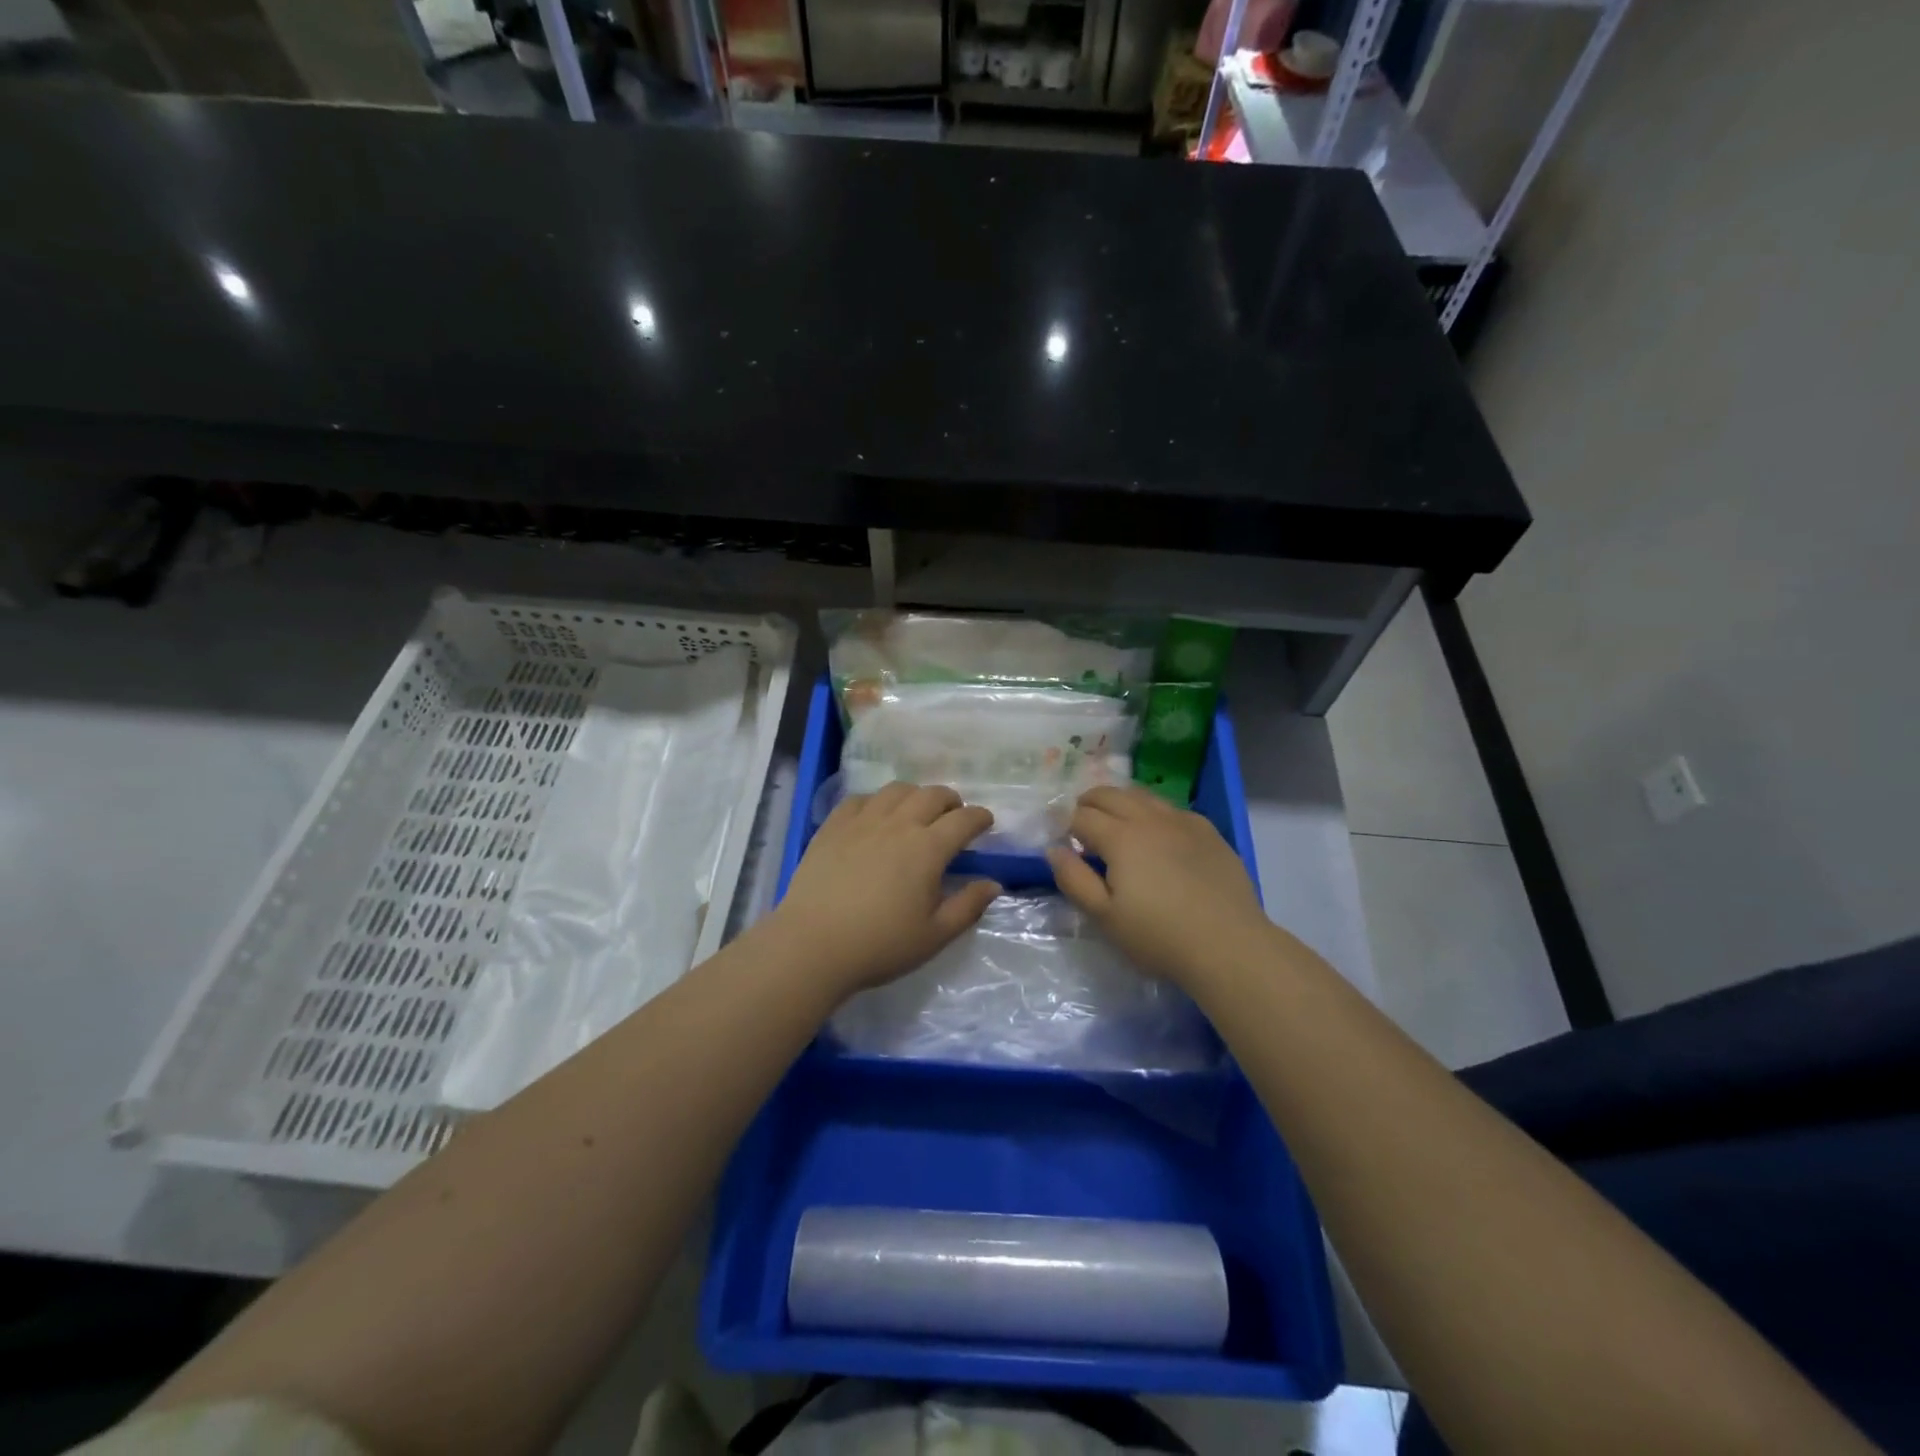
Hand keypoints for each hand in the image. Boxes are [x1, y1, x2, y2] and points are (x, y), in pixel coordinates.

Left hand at [771, 783, 1000, 997]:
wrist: (812, 945)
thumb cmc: (879, 945)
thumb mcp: (934, 935)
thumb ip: (967, 906)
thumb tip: (993, 884)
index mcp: (927, 849)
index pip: (964, 820)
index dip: (980, 817)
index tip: (986, 823)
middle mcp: (898, 824)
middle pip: (932, 795)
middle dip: (951, 800)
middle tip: (954, 816)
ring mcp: (862, 821)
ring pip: (897, 790)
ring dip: (915, 795)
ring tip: (916, 811)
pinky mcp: (833, 826)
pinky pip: (860, 799)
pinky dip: (876, 801)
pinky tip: (875, 816)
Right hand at [1047, 785, 1270, 988]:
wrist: (1229, 946)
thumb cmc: (1159, 936)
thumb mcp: (1105, 917)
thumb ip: (1074, 879)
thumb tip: (1054, 849)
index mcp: (1120, 837)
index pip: (1081, 816)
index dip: (1064, 822)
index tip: (1058, 836)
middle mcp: (1149, 819)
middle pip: (1110, 795)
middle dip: (1088, 803)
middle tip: (1080, 821)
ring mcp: (1182, 821)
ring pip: (1142, 795)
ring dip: (1120, 801)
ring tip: (1113, 820)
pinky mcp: (1208, 831)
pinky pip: (1171, 808)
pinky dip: (1152, 811)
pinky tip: (1156, 832)